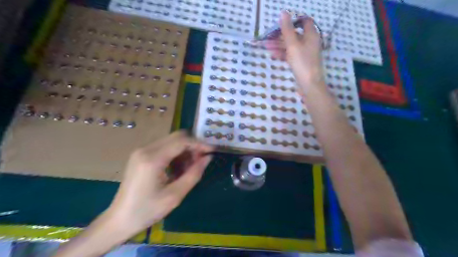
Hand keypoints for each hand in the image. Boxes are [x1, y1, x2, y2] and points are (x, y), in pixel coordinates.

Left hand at [108, 131, 213, 233]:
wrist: (119, 220)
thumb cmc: (147, 210)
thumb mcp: (175, 195)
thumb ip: (194, 174)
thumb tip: (207, 158)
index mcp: (152, 159)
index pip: (181, 141)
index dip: (199, 143)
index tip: (212, 150)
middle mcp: (146, 149)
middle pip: (176, 137)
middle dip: (192, 146)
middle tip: (201, 160)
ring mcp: (141, 150)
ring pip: (171, 141)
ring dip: (184, 150)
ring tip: (190, 167)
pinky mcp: (140, 155)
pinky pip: (164, 147)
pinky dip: (175, 154)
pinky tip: (178, 168)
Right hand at [261, 11, 325, 94]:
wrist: (309, 85)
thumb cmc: (302, 62)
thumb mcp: (293, 44)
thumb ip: (287, 29)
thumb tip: (283, 13)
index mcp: (311, 35)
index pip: (304, 21)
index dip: (293, 20)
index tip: (280, 24)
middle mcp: (309, 42)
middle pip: (295, 34)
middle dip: (281, 35)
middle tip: (268, 37)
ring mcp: (305, 53)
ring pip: (291, 45)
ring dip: (279, 45)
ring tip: (267, 47)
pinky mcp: (301, 62)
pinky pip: (291, 55)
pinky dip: (283, 54)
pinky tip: (274, 56)